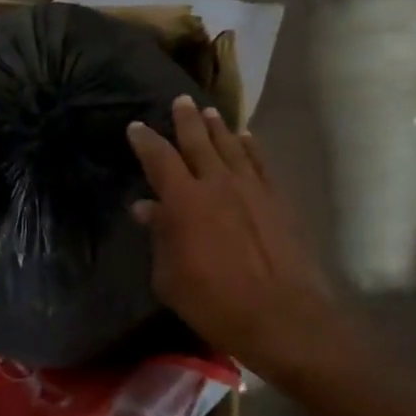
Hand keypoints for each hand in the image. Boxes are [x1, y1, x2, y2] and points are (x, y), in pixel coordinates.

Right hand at [127, 96, 347, 379]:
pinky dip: (251, 146)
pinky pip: (261, 162)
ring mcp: (251, 188)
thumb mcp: (169, 276)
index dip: (145, 141)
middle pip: (198, 141)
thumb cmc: (212, 301)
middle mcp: (217, 183)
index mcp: (183, 200)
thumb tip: (146, 207)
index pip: (159, 158)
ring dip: (218, 127)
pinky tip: (246, 138)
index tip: (136, 127)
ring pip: (231, 146)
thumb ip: (159, 236)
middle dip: (186, 120)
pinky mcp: (277, 199)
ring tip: (210, 112)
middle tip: (179, 101)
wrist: (279, 313)